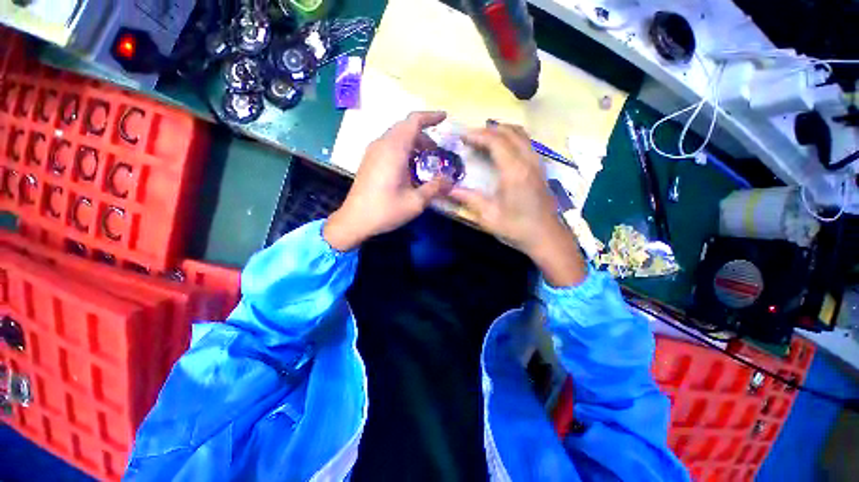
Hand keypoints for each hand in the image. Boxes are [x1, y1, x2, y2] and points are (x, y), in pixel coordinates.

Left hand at [324, 111, 450, 250]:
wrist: (355, 220)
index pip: (413, 121)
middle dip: (424, 135)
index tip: (444, 118)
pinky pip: (389, 146)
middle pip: (405, 128)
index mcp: (394, 149)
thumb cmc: (386, 210)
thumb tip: (450, 180)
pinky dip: (403, 150)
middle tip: (437, 152)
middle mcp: (382, 144)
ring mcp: (373, 152)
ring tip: (425, 161)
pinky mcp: (369, 160)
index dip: (430, 117)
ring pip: (397, 137)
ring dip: (413, 143)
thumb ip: (435, 188)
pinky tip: (409, 168)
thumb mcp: (415, 202)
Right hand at [449, 124, 586, 285]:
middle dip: (488, 130)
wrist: (546, 236)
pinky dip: (512, 138)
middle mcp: (528, 161)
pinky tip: (503, 149)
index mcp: (514, 171)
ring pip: (521, 134)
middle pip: (509, 132)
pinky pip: (526, 142)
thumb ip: (469, 199)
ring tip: (484, 139)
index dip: (477, 135)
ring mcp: (537, 163)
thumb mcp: (489, 216)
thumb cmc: (516, 228)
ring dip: (501, 131)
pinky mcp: (540, 168)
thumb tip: (449, 189)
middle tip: (470, 137)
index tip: (462, 136)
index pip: (496, 141)